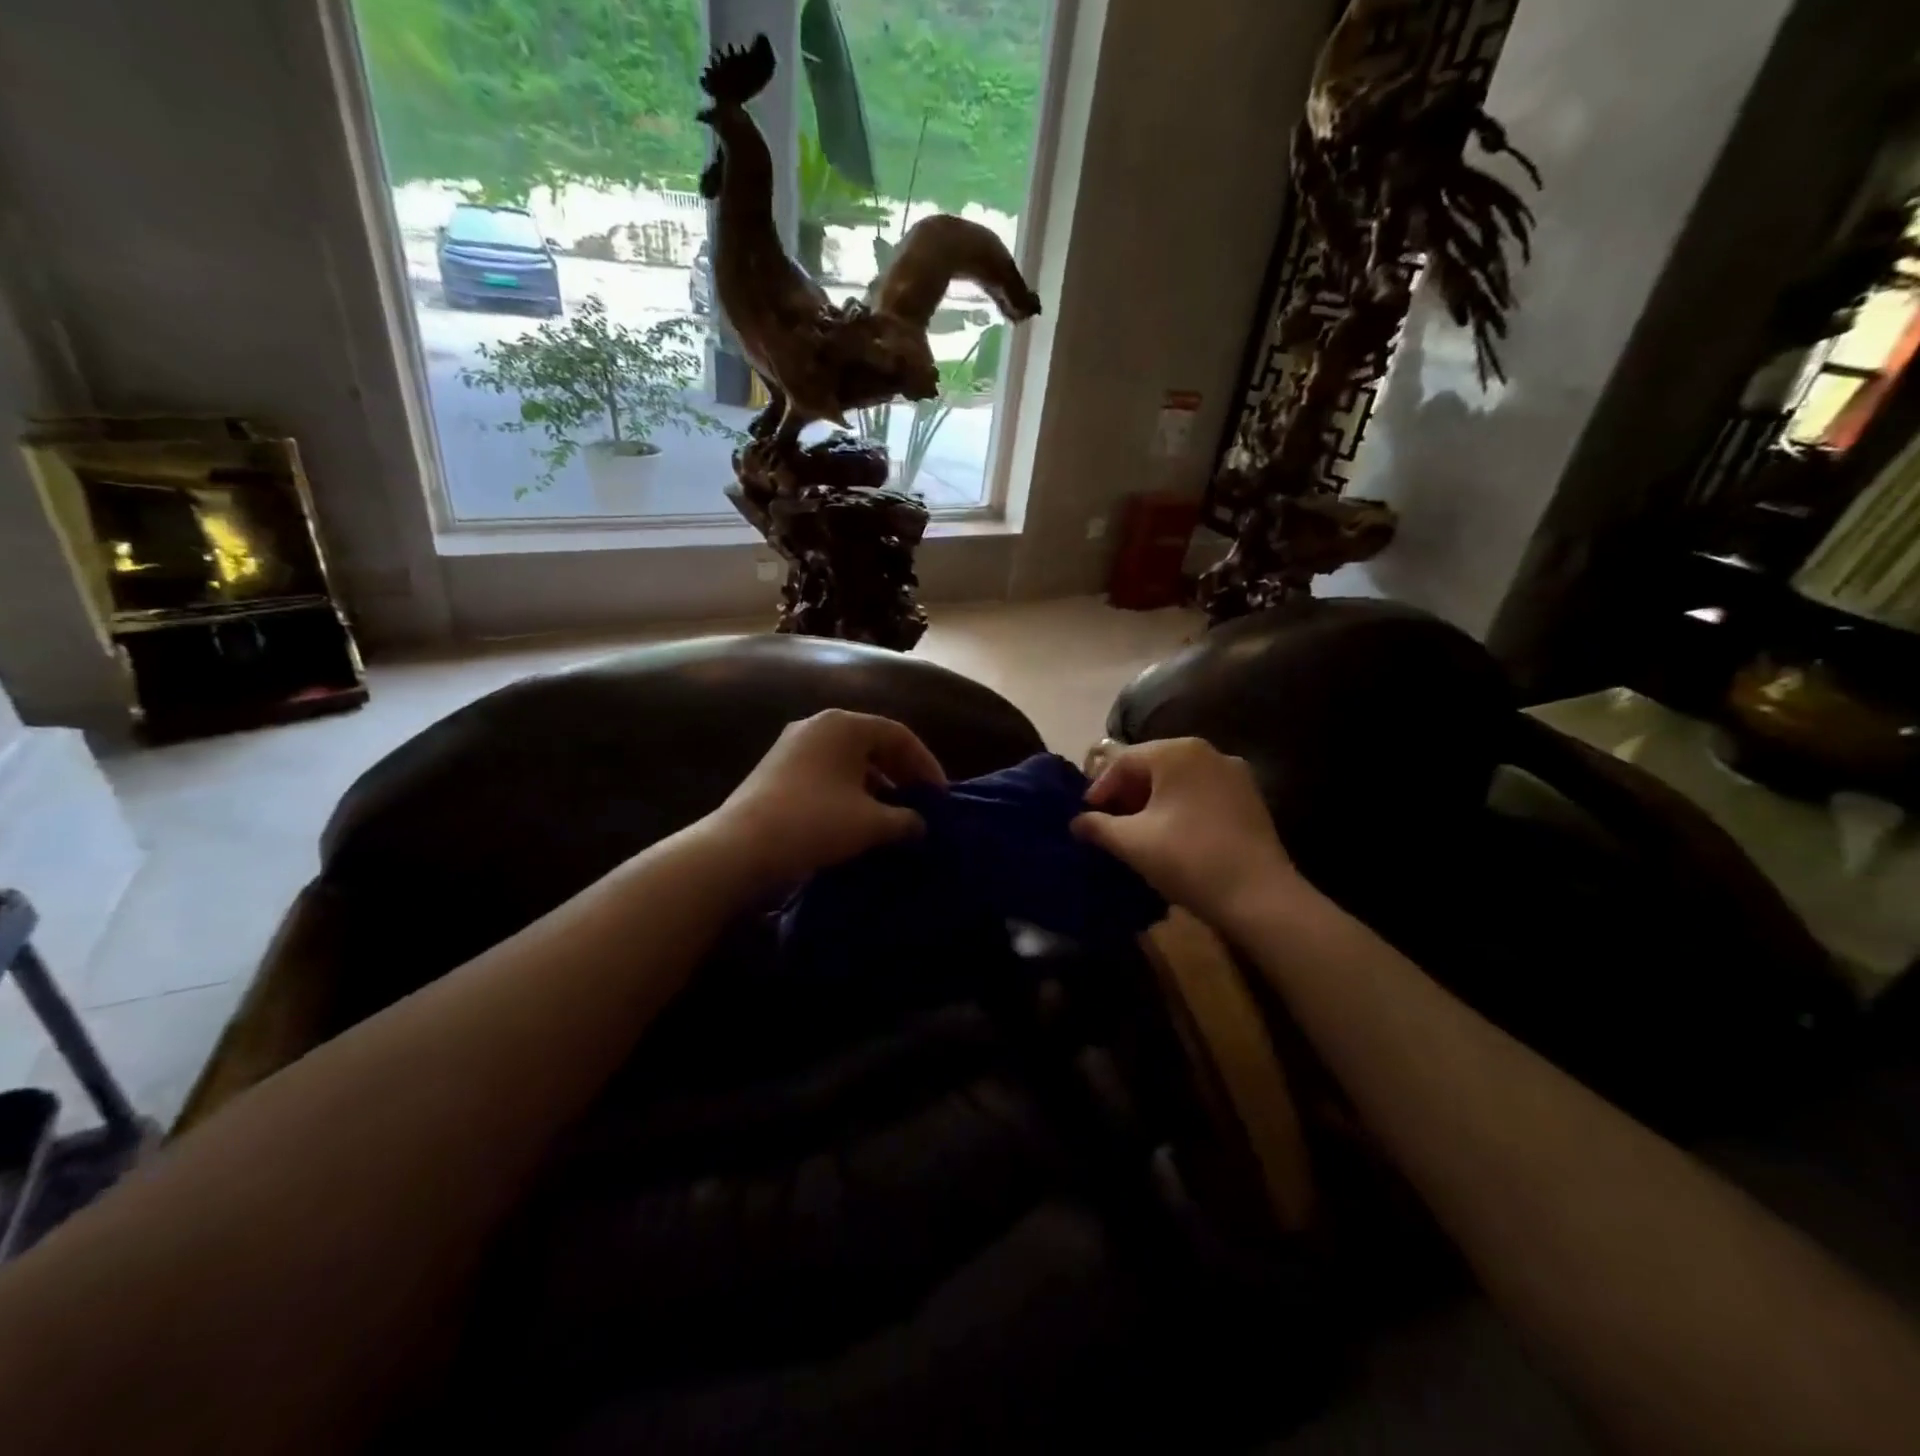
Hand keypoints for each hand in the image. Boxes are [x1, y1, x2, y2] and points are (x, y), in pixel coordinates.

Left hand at [708, 710, 946, 889]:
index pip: (900, 735)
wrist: (740, 847)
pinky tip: (856, 820)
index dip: (926, 765)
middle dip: (902, 774)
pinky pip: (826, 773)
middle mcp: (818, 725)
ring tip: (892, 815)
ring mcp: (793, 746)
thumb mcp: (872, 824)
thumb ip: (906, 820)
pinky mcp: (776, 769)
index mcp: (844, 724)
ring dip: (876, 785)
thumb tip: (921, 825)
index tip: (940, 797)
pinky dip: (849, 791)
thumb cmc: (815, 822)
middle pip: (873, 743)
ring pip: (848, 760)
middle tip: (920, 803)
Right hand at [1072, 738, 1300, 930]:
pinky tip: (1172, 836)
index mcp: (1177, 752)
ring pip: (1178, 781)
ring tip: (1138, 832)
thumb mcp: (1132, 842)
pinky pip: (1202, 794)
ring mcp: (1234, 774)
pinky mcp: (1250, 799)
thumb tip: (1077, 822)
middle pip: (1152, 766)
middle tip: (1109, 823)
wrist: (1259, 896)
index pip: (1123, 761)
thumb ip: (1097, 826)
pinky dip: (1180, 808)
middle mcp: (1208, 752)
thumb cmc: (1188, 859)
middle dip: (1126, 794)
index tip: (1087, 816)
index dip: (1099, 788)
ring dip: (1153, 802)